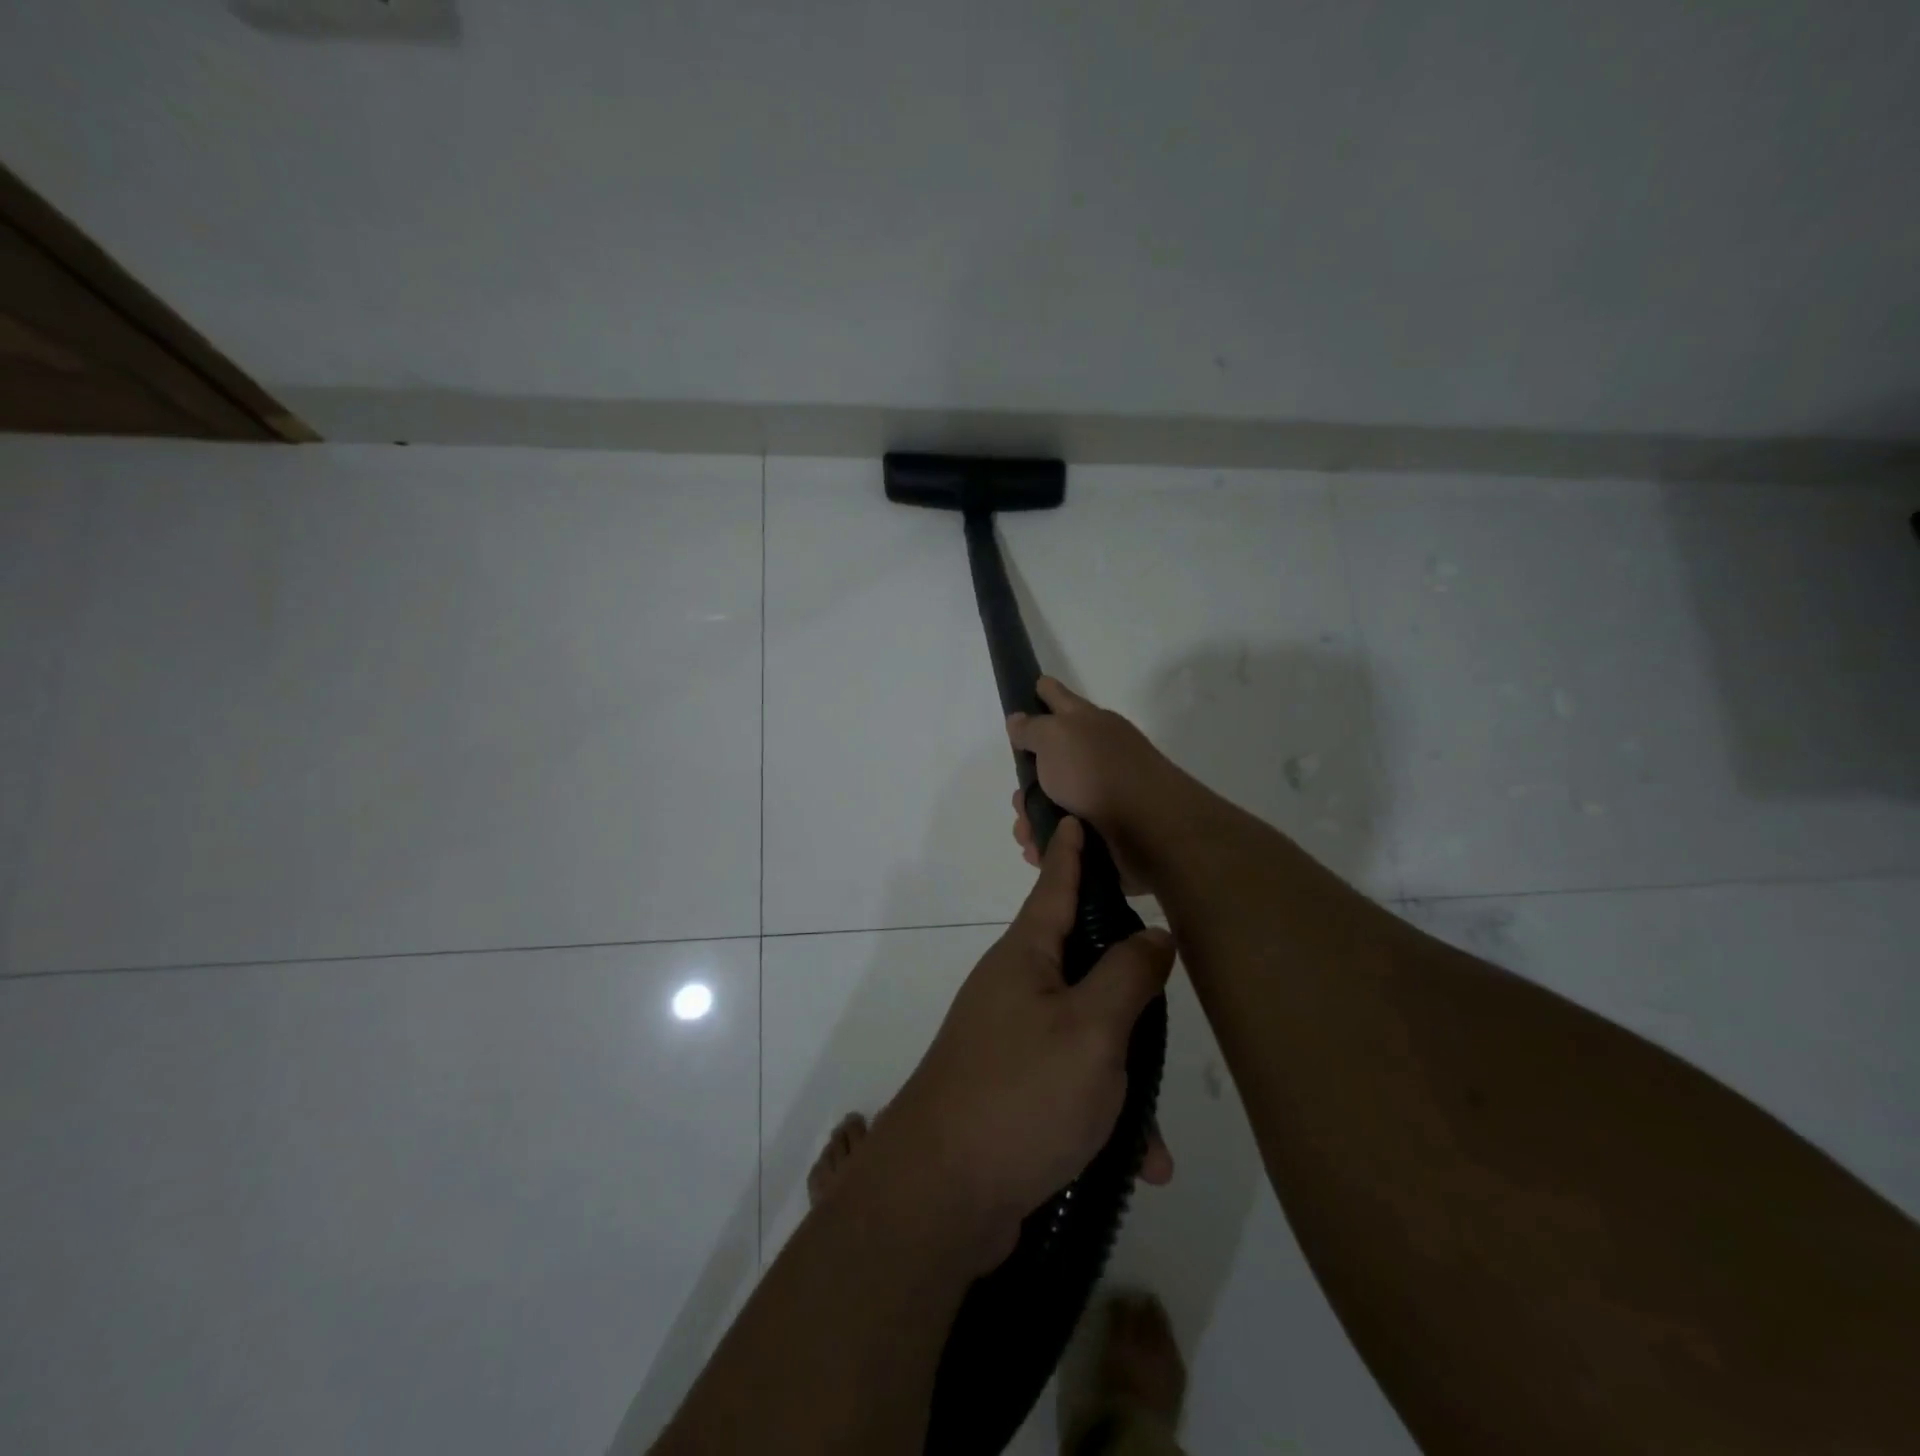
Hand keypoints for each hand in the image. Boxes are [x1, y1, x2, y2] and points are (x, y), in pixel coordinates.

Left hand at [874, 819, 1175, 1271]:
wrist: (939, 1196)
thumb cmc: (1020, 1095)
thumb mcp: (1091, 1030)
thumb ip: (1127, 975)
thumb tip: (1153, 933)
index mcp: (1025, 957)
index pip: (1054, 886)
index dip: (1070, 853)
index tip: (1074, 817)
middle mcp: (1013, 989)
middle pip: (1081, 963)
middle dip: (1126, 987)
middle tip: (1161, 997)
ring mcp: (1008, 1041)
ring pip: (1086, 1035)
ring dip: (1123, 1078)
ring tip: (1151, 1136)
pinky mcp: (1012, 1090)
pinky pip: (1072, 1085)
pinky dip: (1104, 1117)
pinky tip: (1136, 1163)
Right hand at [1007, 677, 1178, 895]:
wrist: (1148, 829)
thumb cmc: (1097, 772)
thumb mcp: (1056, 737)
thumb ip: (1032, 729)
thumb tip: (1018, 719)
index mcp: (1087, 723)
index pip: (1059, 698)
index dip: (1044, 691)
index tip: (1034, 686)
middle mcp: (1095, 754)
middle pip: (1048, 759)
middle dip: (1025, 782)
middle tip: (1019, 800)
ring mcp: (1100, 793)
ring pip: (1051, 801)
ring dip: (1031, 818)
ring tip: (1027, 834)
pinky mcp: (1102, 830)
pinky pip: (1063, 833)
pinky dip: (1048, 842)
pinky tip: (1037, 851)